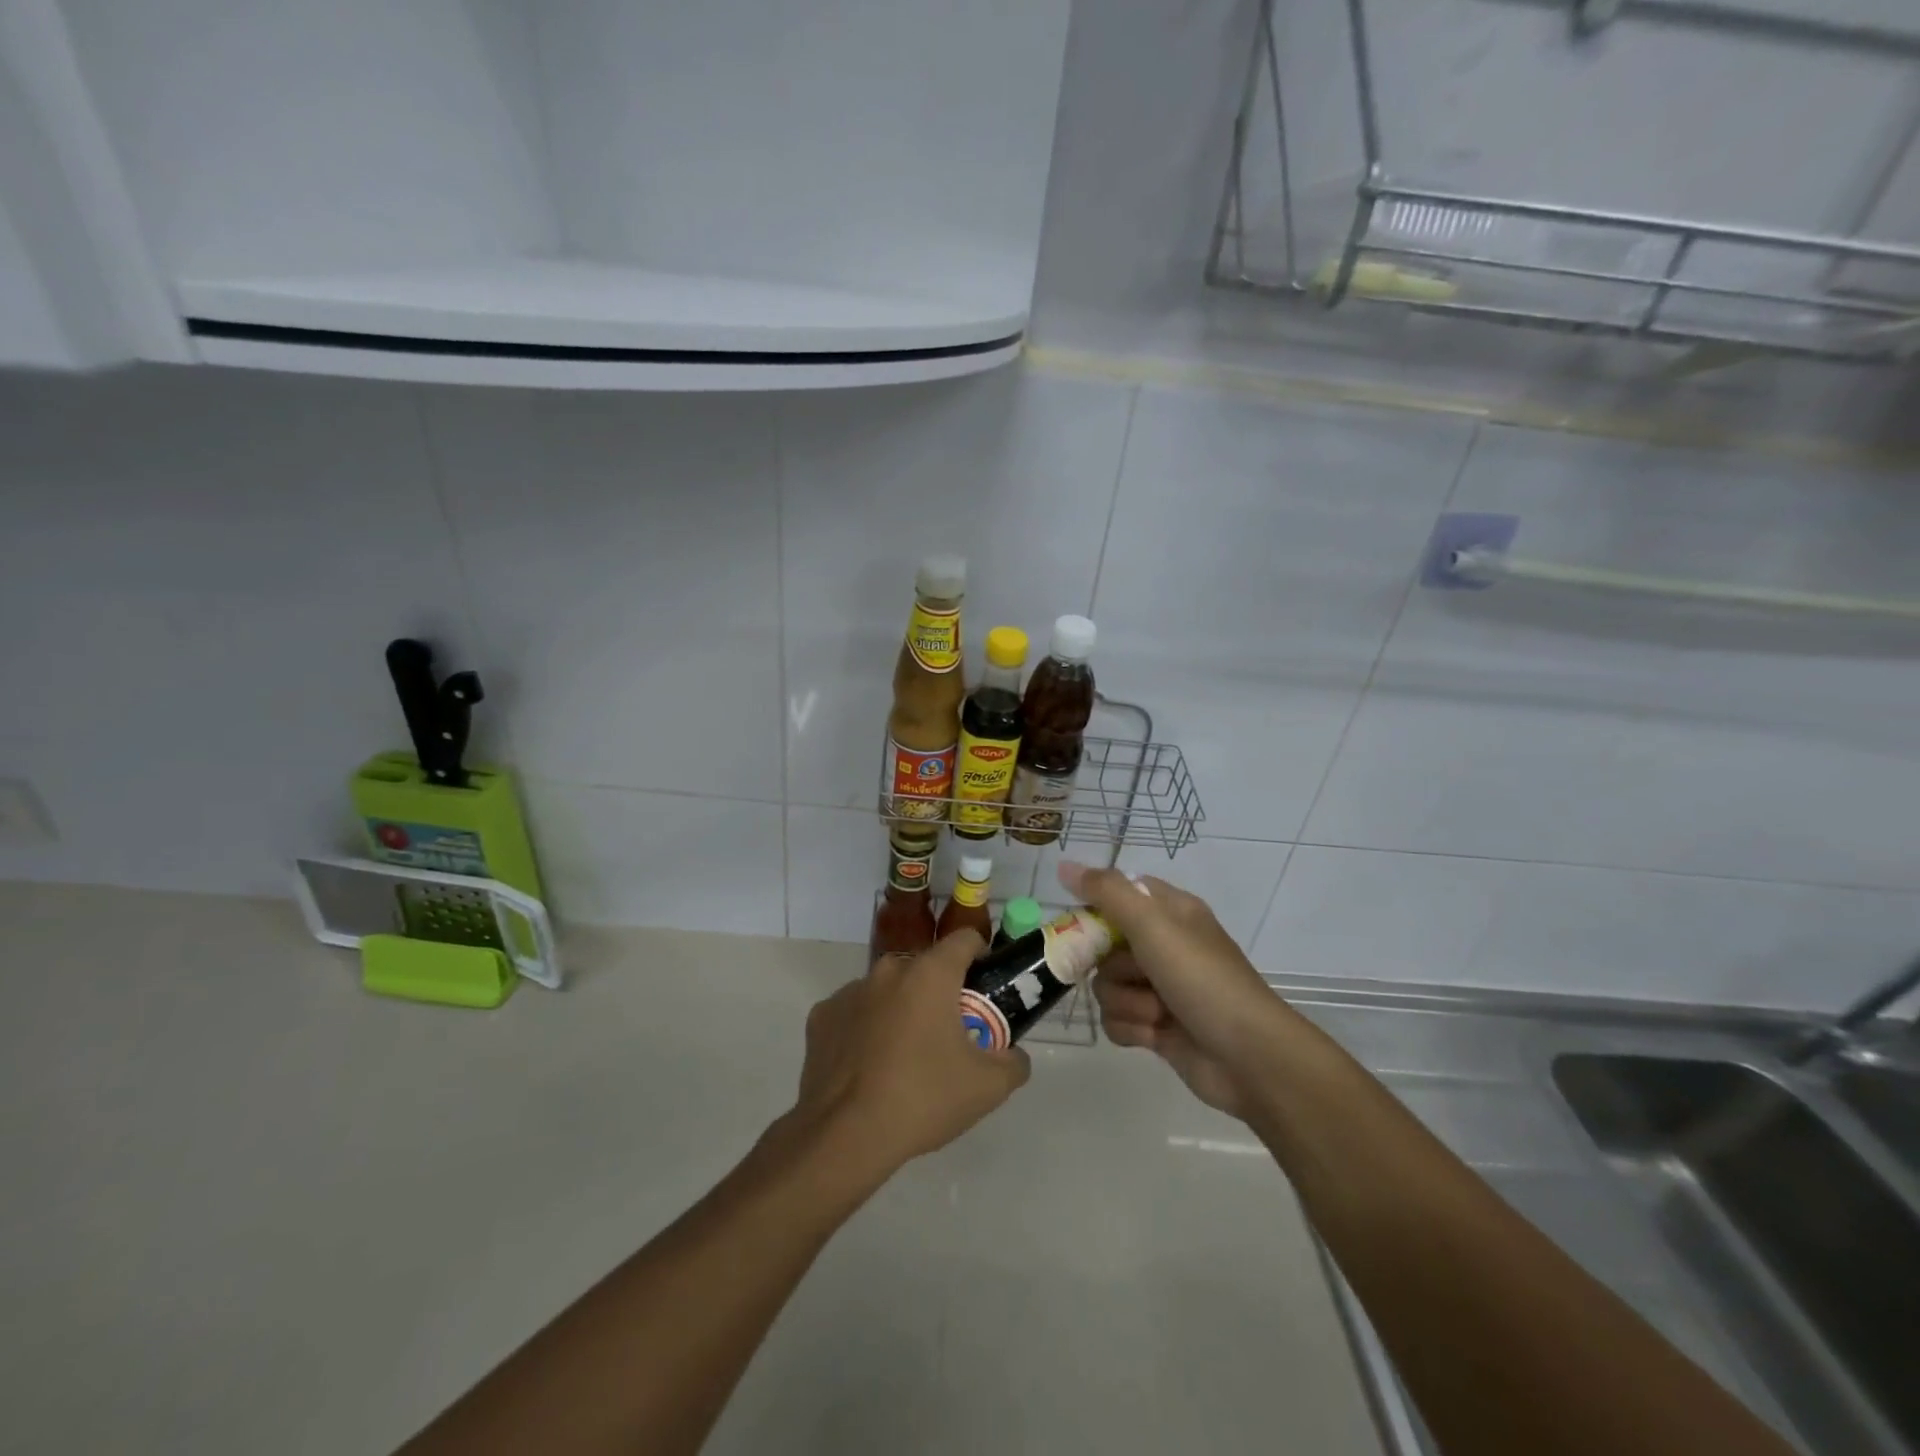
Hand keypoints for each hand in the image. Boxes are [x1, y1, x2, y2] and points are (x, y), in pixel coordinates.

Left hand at [788, 931, 1030, 1180]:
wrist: (845, 1136)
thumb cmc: (923, 1098)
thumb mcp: (988, 1087)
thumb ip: (1014, 1062)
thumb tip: (1013, 1055)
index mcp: (930, 973)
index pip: (965, 939)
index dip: (981, 957)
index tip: (985, 988)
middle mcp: (888, 970)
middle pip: (925, 968)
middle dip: (940, 992)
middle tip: (950, 1035)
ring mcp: (849, 991)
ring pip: (888, 990)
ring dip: (901, 1009)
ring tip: (905, 1057)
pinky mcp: (821, 1017)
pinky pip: (854, 1013)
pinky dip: (865, 1029)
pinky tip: (868, 1067)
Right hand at [1061, 862, 1286, 1120]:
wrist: (1249, 1057)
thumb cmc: (1202, 979)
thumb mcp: (1153, 924)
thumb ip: (1106, 892)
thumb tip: (1064, 866)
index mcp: (1170, 912)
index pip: (1118, 894)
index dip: (1097, 909)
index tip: (1087, 927)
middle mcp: (1163, 945)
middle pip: (1104, 946)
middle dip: (1114, 966)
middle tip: (1134, 973)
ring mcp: (1159, 988)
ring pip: (1107, 985)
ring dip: (1127, 1001)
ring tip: (1157, 1012)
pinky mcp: (1155, 1027)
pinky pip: (1116, 1019)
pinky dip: (1131, 1028)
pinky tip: (1154, 1035)